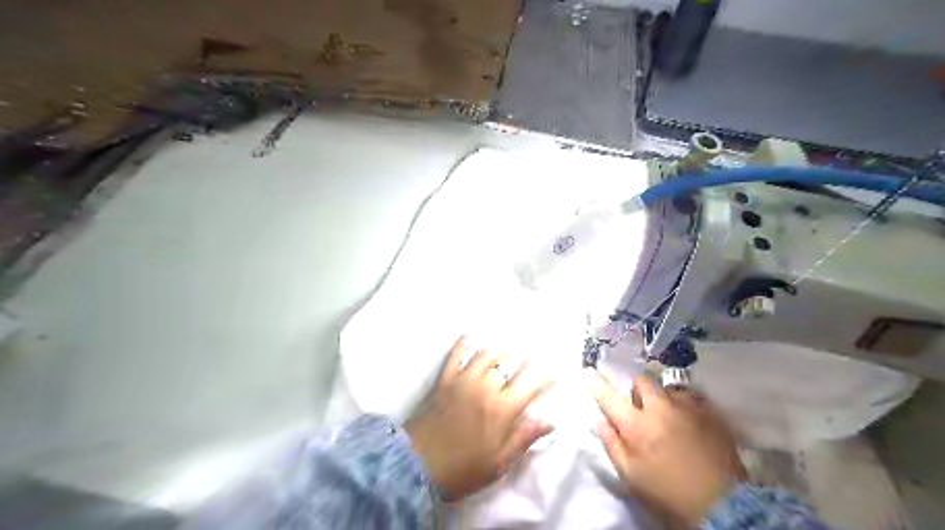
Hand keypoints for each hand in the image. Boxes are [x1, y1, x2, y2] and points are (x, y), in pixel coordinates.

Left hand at [403, 339, 554, 500]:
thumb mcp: (498, 463)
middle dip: (523, 359)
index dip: (544, 378)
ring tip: (508, 348)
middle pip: (508, 364)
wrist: (416, 465)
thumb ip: (522, 438)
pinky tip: (470, 337)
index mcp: (501, 410)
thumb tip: (548, 422)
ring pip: (485, 355)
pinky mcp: (444, 380)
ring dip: (499, 350)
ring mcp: (462, 381)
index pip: (529, 386)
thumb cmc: (462, 469)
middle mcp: (485, 388)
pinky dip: (464, 345)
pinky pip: (455, 356)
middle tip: (531, 357)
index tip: (552, 374)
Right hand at [589, 371, 746, 527]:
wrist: (723, 505)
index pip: (610, 397)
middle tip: (638, 404)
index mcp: (637, 425)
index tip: (590, 375)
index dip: (598, 384)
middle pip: (642, 380)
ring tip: (667, 413)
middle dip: (636, 387)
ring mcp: (688, 407)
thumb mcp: (632, 476)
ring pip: (668, 387)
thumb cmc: (668, 492)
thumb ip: (612, 445)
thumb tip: (599, 422)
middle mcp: (661, 408)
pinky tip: (688, 420)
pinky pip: (691, 397)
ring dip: (662, 396)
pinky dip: (685, 404)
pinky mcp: (710, 413)